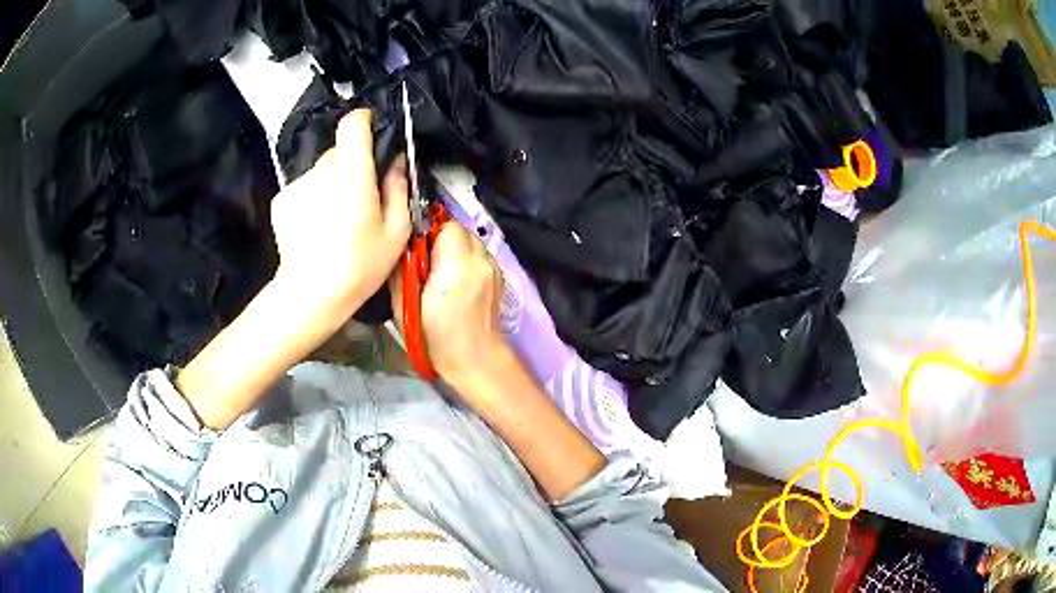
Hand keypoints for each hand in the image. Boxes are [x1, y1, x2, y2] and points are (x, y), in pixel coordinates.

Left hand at [270, 109, 409, 317]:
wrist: (310, 295)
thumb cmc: (359, 265)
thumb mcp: (396, 231)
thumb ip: (398, 187)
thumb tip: (396, 161)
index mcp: (352, 172)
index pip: (353, 124)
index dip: (365, 122)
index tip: (373, 135)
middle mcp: (321, 170)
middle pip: (340, 151)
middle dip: (353, 167)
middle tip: (362, 199)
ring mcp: (298, 184)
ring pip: (322, 172)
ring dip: (332, 185)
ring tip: (337, 221)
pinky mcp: (282, 200)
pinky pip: (305, 189)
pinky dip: (314, 200)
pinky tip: (317, 229)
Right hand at [391, 223, 508, 388]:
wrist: (476, 360)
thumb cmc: (435, 338)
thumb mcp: (404, 307)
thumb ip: (400, 271)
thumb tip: (399, 247)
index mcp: (456, 266)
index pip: (446, 226)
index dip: (428, 233)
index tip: (417, 250)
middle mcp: (479, 260)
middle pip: (460, 230)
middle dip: (441, 239)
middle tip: (426, 262)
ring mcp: (493, 268)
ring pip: (471, 241)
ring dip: (455, 249)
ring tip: (442, 272)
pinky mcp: (500, 276)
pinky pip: (479, 255)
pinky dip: (467, 260)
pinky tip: (457, 281)